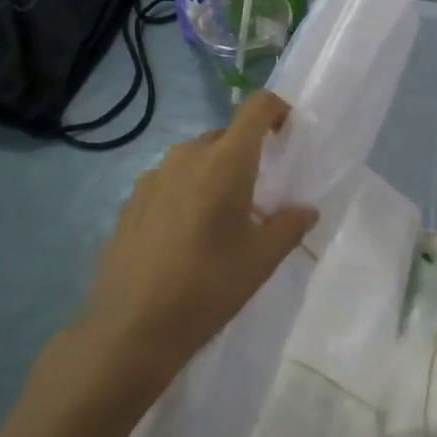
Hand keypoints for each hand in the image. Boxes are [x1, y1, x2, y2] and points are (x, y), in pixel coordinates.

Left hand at [57, 92, 317, 407]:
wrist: (131, 328)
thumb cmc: (207, 288)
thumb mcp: (260, 261)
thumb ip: (289, 226)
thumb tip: (306, 210)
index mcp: (225, 162)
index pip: (256, 108)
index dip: (278, 110)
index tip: (288, 135)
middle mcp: (186, 157)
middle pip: (225, 136)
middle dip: (247, 154)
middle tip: (259, 195)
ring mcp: (152, 177)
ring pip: (194, 158)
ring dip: (214, 174)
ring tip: (220, 219)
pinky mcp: (130, 201)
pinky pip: (169, 181)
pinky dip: (186, 193)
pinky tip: (184, 237)